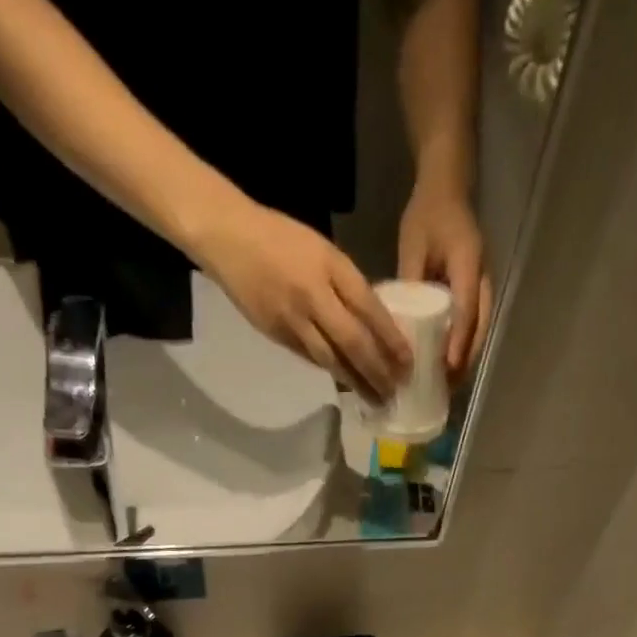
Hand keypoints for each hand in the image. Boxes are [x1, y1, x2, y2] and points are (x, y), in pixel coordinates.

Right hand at [194, 198, 411, 401]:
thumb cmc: (281, 238)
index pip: (369, 310)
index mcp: (331, 267)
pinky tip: (347, 384)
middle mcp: (314, 296)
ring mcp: (294, 319)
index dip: (391, 339)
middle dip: (377, 371)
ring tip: (375, 399)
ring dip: (356, 383)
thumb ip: (347, 284)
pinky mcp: (277, 334)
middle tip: (395, 391)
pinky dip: (332, 372)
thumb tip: (373, 320)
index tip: (408, 362)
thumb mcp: (323, 250)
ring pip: (332, 359)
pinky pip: (311, 358)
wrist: (228, 237)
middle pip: (353, 342)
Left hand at [398, 178, 490, 379]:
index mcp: (468, 264)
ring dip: (465, 360)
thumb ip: (410, 281)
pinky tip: (447, 367)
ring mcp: (481, 289)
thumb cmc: (428, 215)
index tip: (447, 368)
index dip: (458, 342)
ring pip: (478, 332)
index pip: (466, 310)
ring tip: (447, 386)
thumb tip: (400, 323)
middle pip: (478, 329)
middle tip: (446, 389)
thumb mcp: (413, 245)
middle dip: (464, 361)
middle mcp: (481, 280)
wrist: (446, 190)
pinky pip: (472, 327)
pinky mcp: (475, 295)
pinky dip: (462, 349)